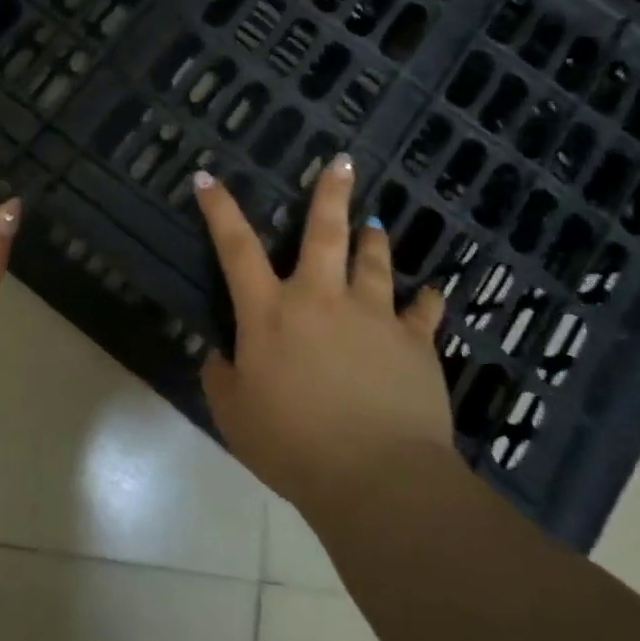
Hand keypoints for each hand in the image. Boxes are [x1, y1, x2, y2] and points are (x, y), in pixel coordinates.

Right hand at [194, 155, 452, 516]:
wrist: (377, 478)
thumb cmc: (292, 445)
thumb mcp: (234, 415)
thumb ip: (221, 377)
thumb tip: (221, 355)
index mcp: (269, 313)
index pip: (235, 248)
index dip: (219, 209)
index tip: (209, 176)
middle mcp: (320, 299)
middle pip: (323, 233)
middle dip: (330, 194)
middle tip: (342, 162)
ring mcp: (373, 316)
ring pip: (374, 262)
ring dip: (373, 239)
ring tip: (376, 224)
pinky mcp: (415, 342)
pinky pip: (424, 311)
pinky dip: (425, 300)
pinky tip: (430, 293)